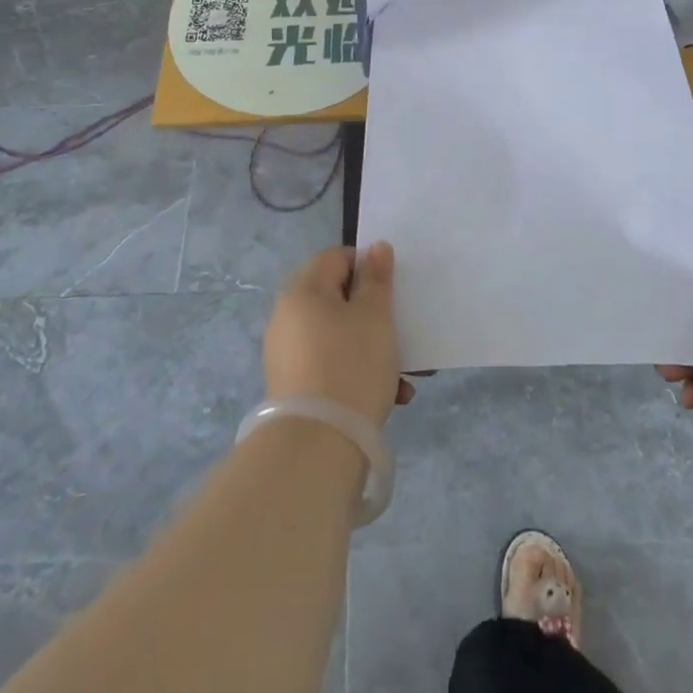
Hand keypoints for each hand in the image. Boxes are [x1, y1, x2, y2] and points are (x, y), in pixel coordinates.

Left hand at [264, 242, 416, 427]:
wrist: (317, 444)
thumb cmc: (351, 366)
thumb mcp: (375, 317)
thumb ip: (377, 279)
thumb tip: (376, 248)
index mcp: (302, 291)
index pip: (336, 257)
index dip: (367, 266)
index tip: (392, 290)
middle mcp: (287, 316)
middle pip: (337, 298)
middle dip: (374, 314)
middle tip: (403, 333)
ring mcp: (287, 353)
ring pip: (338, 335)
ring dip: (372, 348)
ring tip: (405, 376)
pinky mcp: (292, 385)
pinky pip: (330, 364)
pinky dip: (357, 371)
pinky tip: (390, 396)